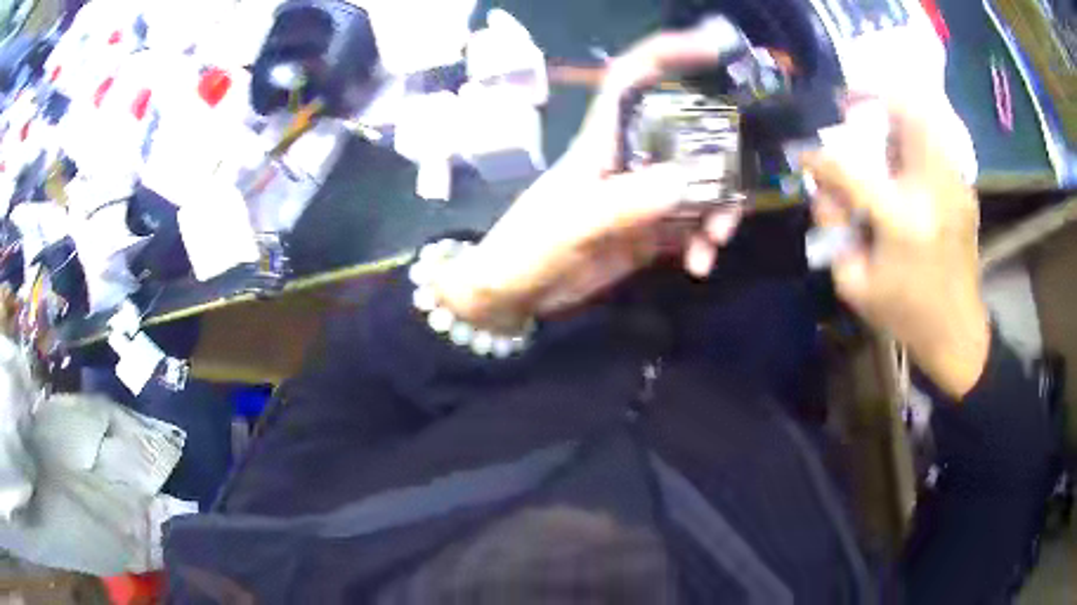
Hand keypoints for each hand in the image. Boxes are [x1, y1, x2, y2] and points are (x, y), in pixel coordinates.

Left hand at [434, 30, 743, 331]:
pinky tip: (700, 265)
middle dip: (720, 160)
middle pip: (687, 135)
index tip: (711, 49)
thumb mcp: (570, 227)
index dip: (666, 55)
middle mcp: (630, 158)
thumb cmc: (528, 250)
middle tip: (733, 197)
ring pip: (699, 183)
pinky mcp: (650, 229)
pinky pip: (692, 225)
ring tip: (714, 243)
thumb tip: (682, 180)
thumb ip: (621, 205)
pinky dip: (703, 242)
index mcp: (602, 141)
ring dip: (717, 209)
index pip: (631, 80)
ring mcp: (643, 195)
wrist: (515, 295)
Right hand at [802, 102, 989, 398]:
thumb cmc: (906, 314)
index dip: (820, 160)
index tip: (806, 157)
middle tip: (854, 108)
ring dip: (900, 115)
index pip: (849, 171)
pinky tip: (908, 160)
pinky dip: (919, 137)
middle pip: (905, 117)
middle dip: (874, 101)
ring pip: (928, 121)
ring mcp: (954, 187)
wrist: (957, 333)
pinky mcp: (965, 192)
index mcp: (899, 219)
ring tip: (883, 128)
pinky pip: (939, 144)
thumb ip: (834, 232)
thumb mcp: (856, 285)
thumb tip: (825, 193)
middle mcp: (931, 191)